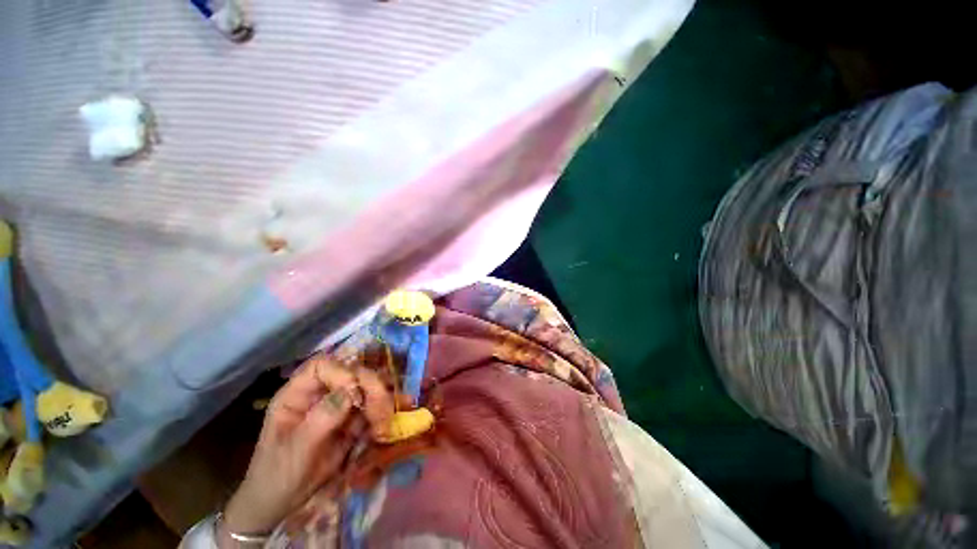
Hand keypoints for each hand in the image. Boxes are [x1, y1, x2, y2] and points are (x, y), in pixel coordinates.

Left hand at [220, 354, 395, 544]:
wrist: (281, 504)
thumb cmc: (277, 475)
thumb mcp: (296, 449)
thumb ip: (322, 418)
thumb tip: (351, 391)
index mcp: (298, 394)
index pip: (322, 366)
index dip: (341, 372)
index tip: (355, 391)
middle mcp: (320, 394)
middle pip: (352, 373)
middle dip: (370, 387)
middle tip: (382, 407)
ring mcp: (338, 406)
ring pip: (367, 389)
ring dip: (381, 401)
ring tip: (384, 423)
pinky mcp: (351, 421)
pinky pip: (372, 409)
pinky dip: (382, 415)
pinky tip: (384, 429)